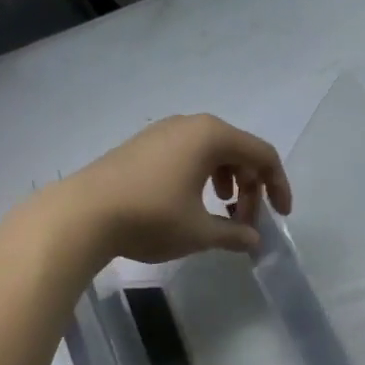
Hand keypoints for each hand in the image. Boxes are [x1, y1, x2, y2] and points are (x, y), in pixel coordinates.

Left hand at [59, 114, 291, 264]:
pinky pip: (188, 154)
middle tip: (245, 223)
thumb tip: (253, 240)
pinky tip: (192, 204)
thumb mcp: (200, 232)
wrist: (83, 213)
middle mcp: (191, 125)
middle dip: (251, 188)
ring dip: (228, 182)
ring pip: (212, 152)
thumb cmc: (151, 218)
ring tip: (222, 213)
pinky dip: (203, 177)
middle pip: (239, 151)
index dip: (278, 186)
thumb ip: (234, 234)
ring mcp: (164, 132)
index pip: (262, 155)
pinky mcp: (143, 145)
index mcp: (212, 136)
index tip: (281, 216)